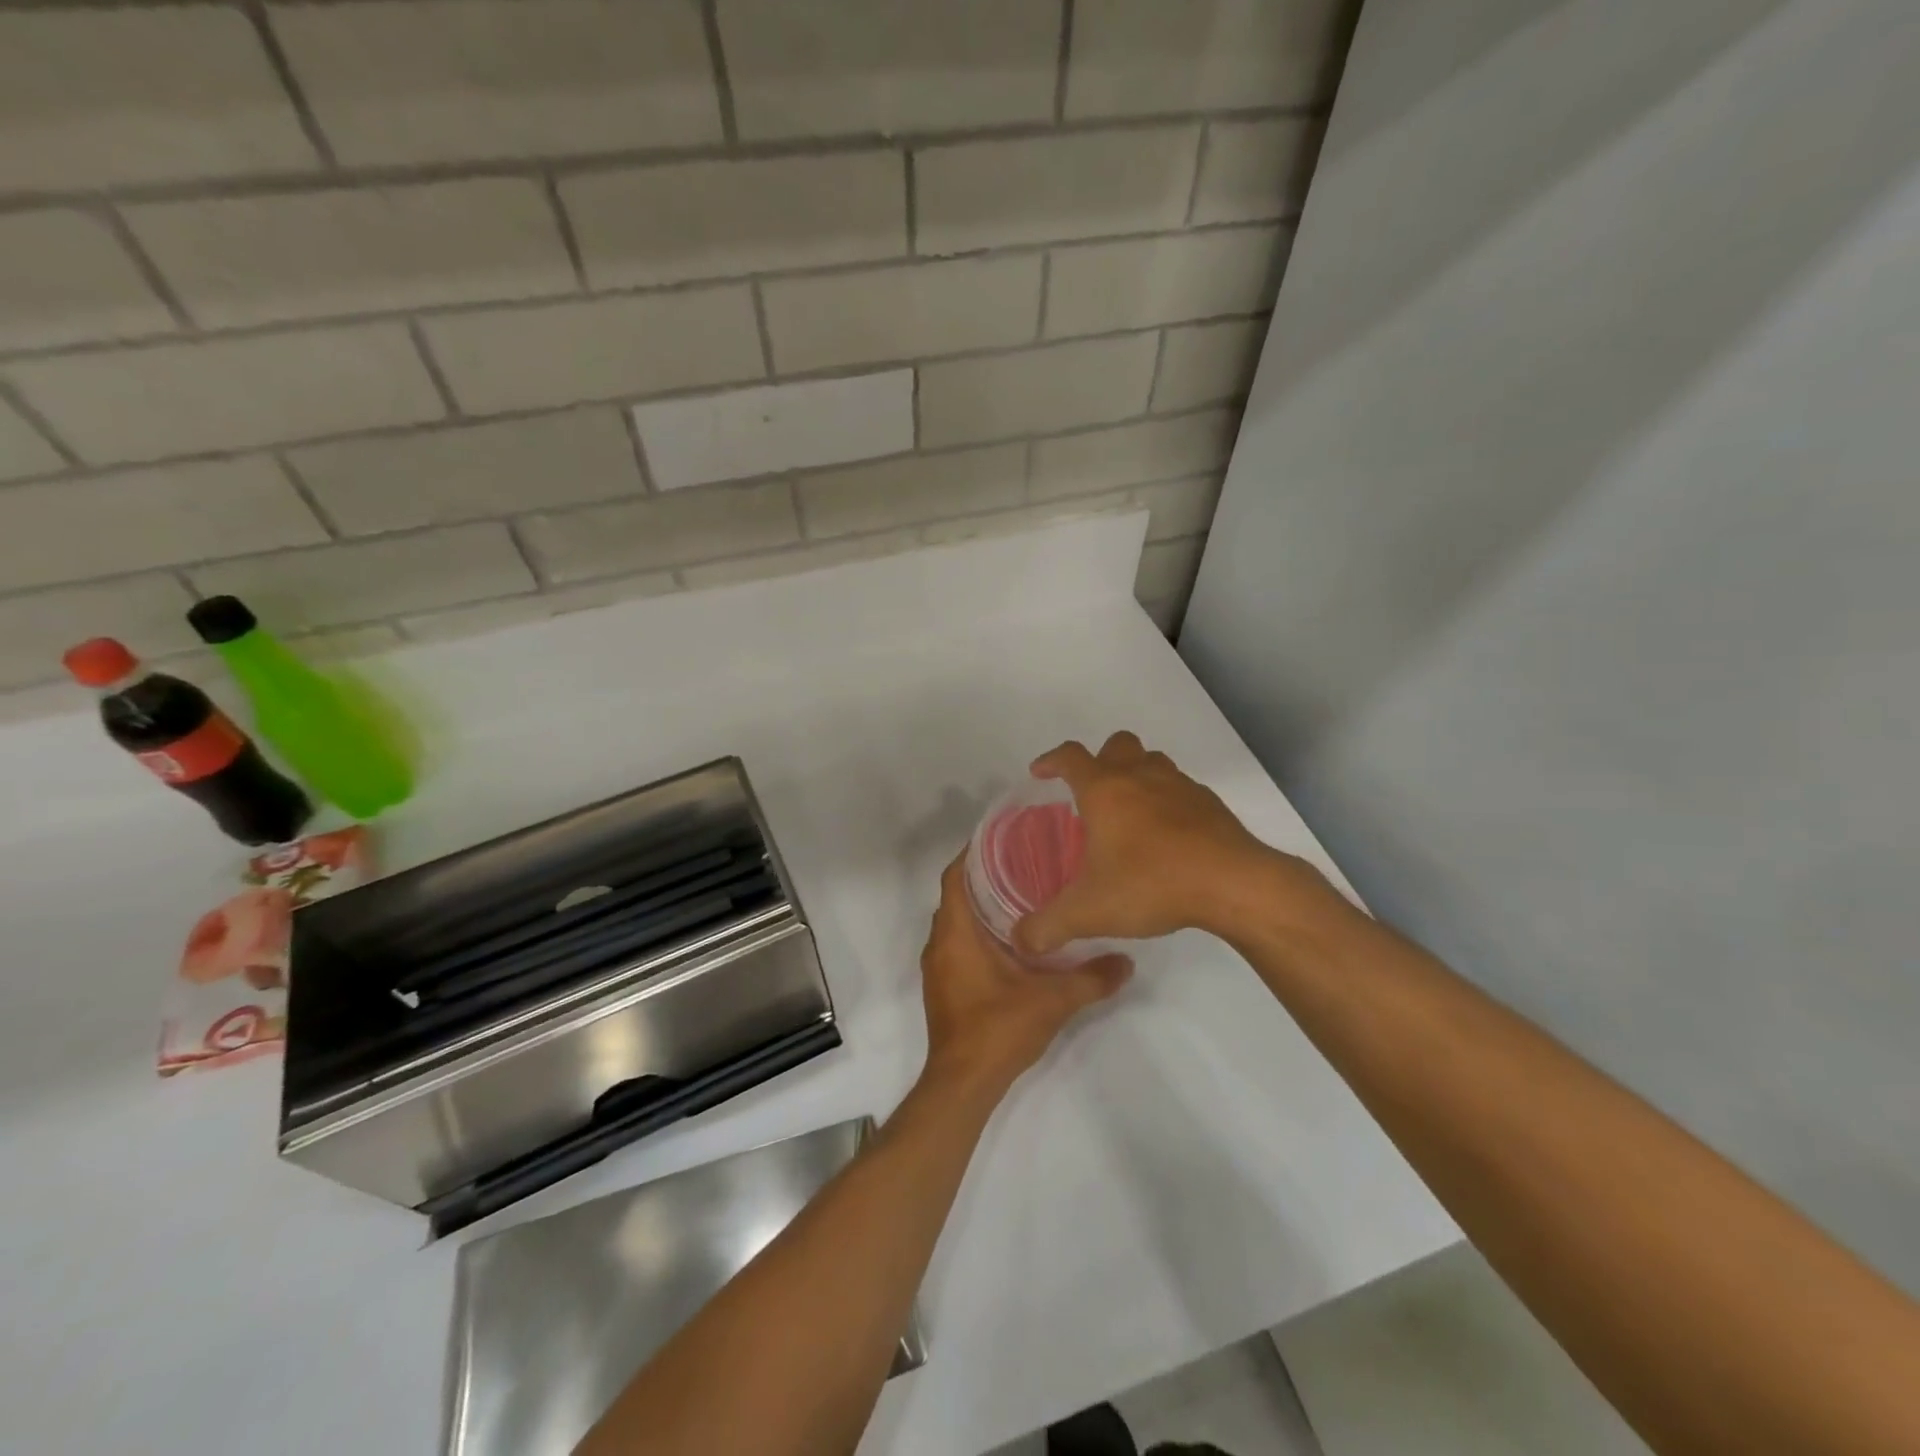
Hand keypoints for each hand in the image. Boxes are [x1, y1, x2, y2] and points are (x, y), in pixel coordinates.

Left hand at [919, 854, 1131, 1096]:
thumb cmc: (998, 1029)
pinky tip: (1012, 940)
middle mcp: (940, 943)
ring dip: (981, 906)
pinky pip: (957, 944)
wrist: (963, 1083)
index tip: (1005, 837)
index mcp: (956, 933)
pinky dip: (978, 932)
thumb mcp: (1053, 1000)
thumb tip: (1127, 961)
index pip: (955, 875)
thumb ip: (1092, 977)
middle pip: (957, 895)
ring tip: (1023, 894)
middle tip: (1025, 862)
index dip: (974, 852)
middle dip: (985, 876)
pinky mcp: (944, 987)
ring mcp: (938, 967)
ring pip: (957, 922)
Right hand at [1013, 731, 1340, 956]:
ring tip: (1128, 810)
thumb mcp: (1088, 912)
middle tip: (1090, 792)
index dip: (1050, 761)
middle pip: (1116, 744)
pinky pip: (1180, 788)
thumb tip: (1020, 942)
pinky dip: (1166, 800)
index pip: (1070, 757)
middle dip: (1099, 760)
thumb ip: (1048, 927)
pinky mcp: (1209, 803)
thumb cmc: (1152, 884)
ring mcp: (1179, 786)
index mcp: (1104, 790)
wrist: (1233, 884)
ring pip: (1152, 761)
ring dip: (1136, 774)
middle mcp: (1140, 776)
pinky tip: (1167, 835)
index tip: (1039, 773)